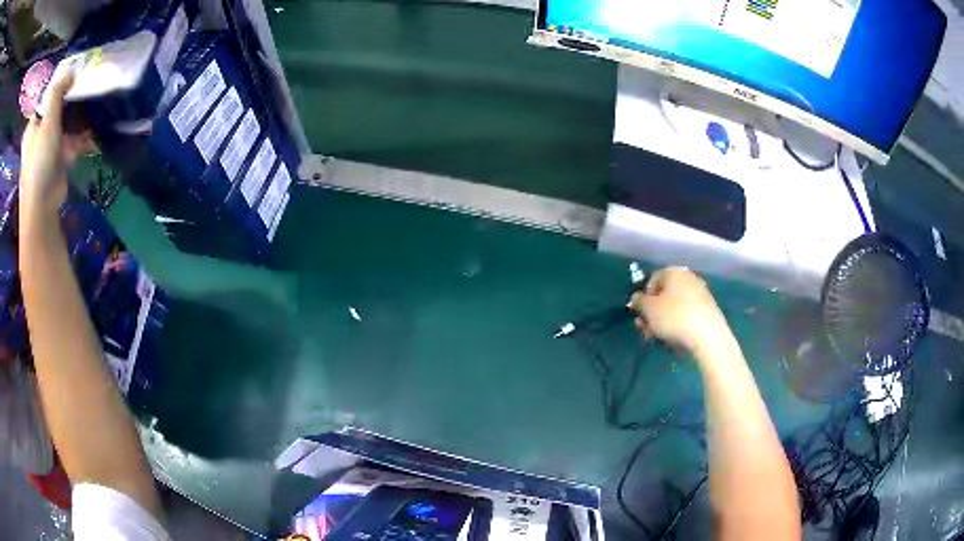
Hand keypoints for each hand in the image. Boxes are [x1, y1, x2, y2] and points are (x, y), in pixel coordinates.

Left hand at [19, 73, 89, 225]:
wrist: (42, 206)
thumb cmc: (40, 161)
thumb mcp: (48, 120)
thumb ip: (57, 92)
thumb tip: (71, 71)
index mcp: (33, 126)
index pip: (47, 99)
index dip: (59, 86)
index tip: (74, 77)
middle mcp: (38, 136)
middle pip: (56, 110)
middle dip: (70, 102)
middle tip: (85, 90)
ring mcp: (47, 150)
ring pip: (64, 126)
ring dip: (77, 121)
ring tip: (91, 111)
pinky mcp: (57, 162)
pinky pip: (69, 143)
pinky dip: (79, 139)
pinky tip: (90, 135)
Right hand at [630, 267, 736, 364]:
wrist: (708, 336)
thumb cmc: (674, 317)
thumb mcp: (648, 309)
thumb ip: (638, 301)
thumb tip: (637, 298)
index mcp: (674, 271)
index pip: (652, 279)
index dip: (644, 297)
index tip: (641, 313)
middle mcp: (689, 278)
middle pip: (664, 294)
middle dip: (653, 312)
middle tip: (646, 328)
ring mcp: (700, 294)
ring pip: (675, 306)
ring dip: (663, 320)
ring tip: (658, 336)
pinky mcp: (708, 310)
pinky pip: (687, 314)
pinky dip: (678, 324)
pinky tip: (673, 337)